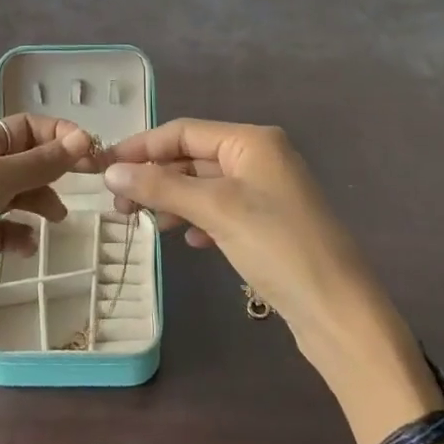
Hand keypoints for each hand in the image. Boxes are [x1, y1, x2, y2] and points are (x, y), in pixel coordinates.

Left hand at [0, 115, 95, 366]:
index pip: (24, 126)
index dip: (58, 135)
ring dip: (40, 201)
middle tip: (89, 183)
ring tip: (58, 221)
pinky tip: (26, 248)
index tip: (92, 154)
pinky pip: (4, 230)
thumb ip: (37, 162)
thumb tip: (81, 138)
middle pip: (22, 158)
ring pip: (16, 195)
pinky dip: (20, 235)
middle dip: (53, 168)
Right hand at [104, 120, 440, 443]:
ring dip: (174, 199)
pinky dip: (200, 219)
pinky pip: (223, 209)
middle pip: (194, 156)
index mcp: (253, 140)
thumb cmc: (278, 247)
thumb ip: (162, 186)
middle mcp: (262, 156)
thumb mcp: (216, 210)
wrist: (340, 312)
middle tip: (118, 203)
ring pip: (206, 185)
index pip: (184, 131)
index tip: (103, 167)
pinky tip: (189, 240)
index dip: (142, 147)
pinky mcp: (271, 224)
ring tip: (145, 222)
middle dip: (157, 176)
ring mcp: (268, 191)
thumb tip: (110, 171)